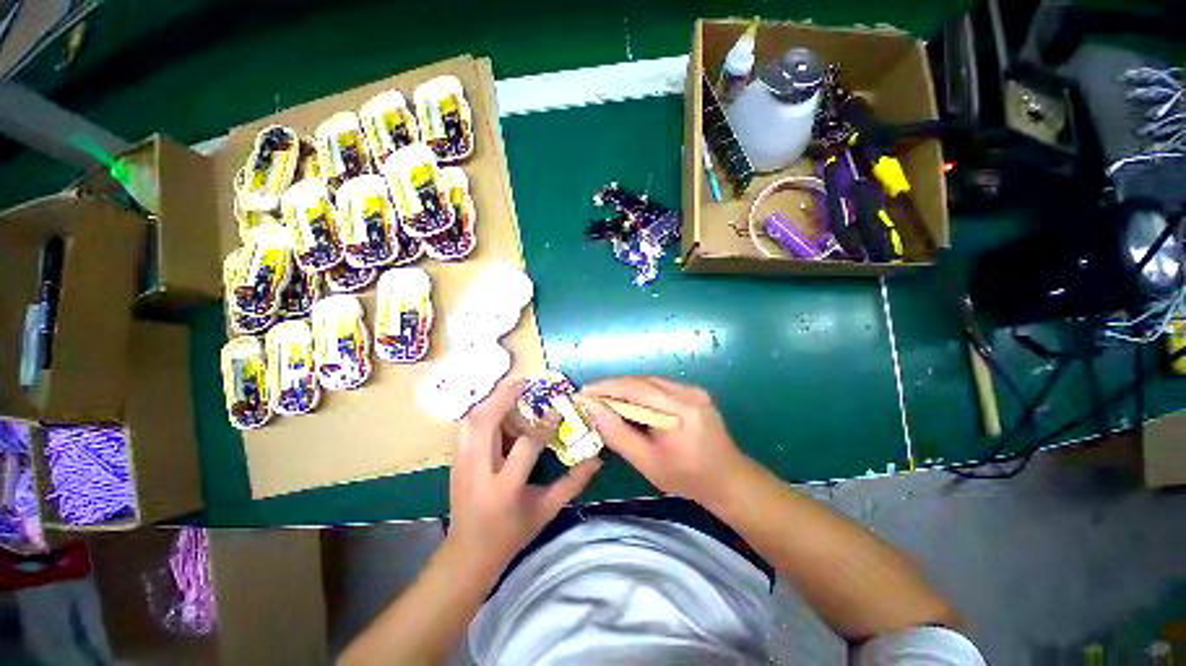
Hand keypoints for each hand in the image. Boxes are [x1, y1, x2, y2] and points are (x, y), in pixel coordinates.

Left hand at [448, 377, 601, 567]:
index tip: (557, 408)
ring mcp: (461, 465)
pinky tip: (498, 407)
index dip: (543, 425)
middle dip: (504, 397)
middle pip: (486, 424)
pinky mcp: (455, 461)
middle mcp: (478, 472)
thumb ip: (572, 483)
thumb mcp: (546, 511)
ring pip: (471, 421)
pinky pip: (468, 427)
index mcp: (505, 488)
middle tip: (525, 381)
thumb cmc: (511, 534)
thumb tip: (597, 459)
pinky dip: (483, 411)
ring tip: (512, 390)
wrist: (467, 554)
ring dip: (492, 400)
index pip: (525, 446)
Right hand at [581, 376, 750, 507]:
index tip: (583, 392)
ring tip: (604, 397)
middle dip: (613, 386)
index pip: (636, 389)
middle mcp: (688, 391)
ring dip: (625, 388)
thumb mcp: (647, 462)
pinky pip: (659, 386)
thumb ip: (618, 434)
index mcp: (681, 410)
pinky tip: (627, 401)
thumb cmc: (687, 477)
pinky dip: (639, 391)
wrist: (729, 479)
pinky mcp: (694, 392)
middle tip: (590, 395)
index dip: (606, 388)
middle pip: (642, 381)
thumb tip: (592, 409)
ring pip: (649, 381)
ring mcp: (693, 389)